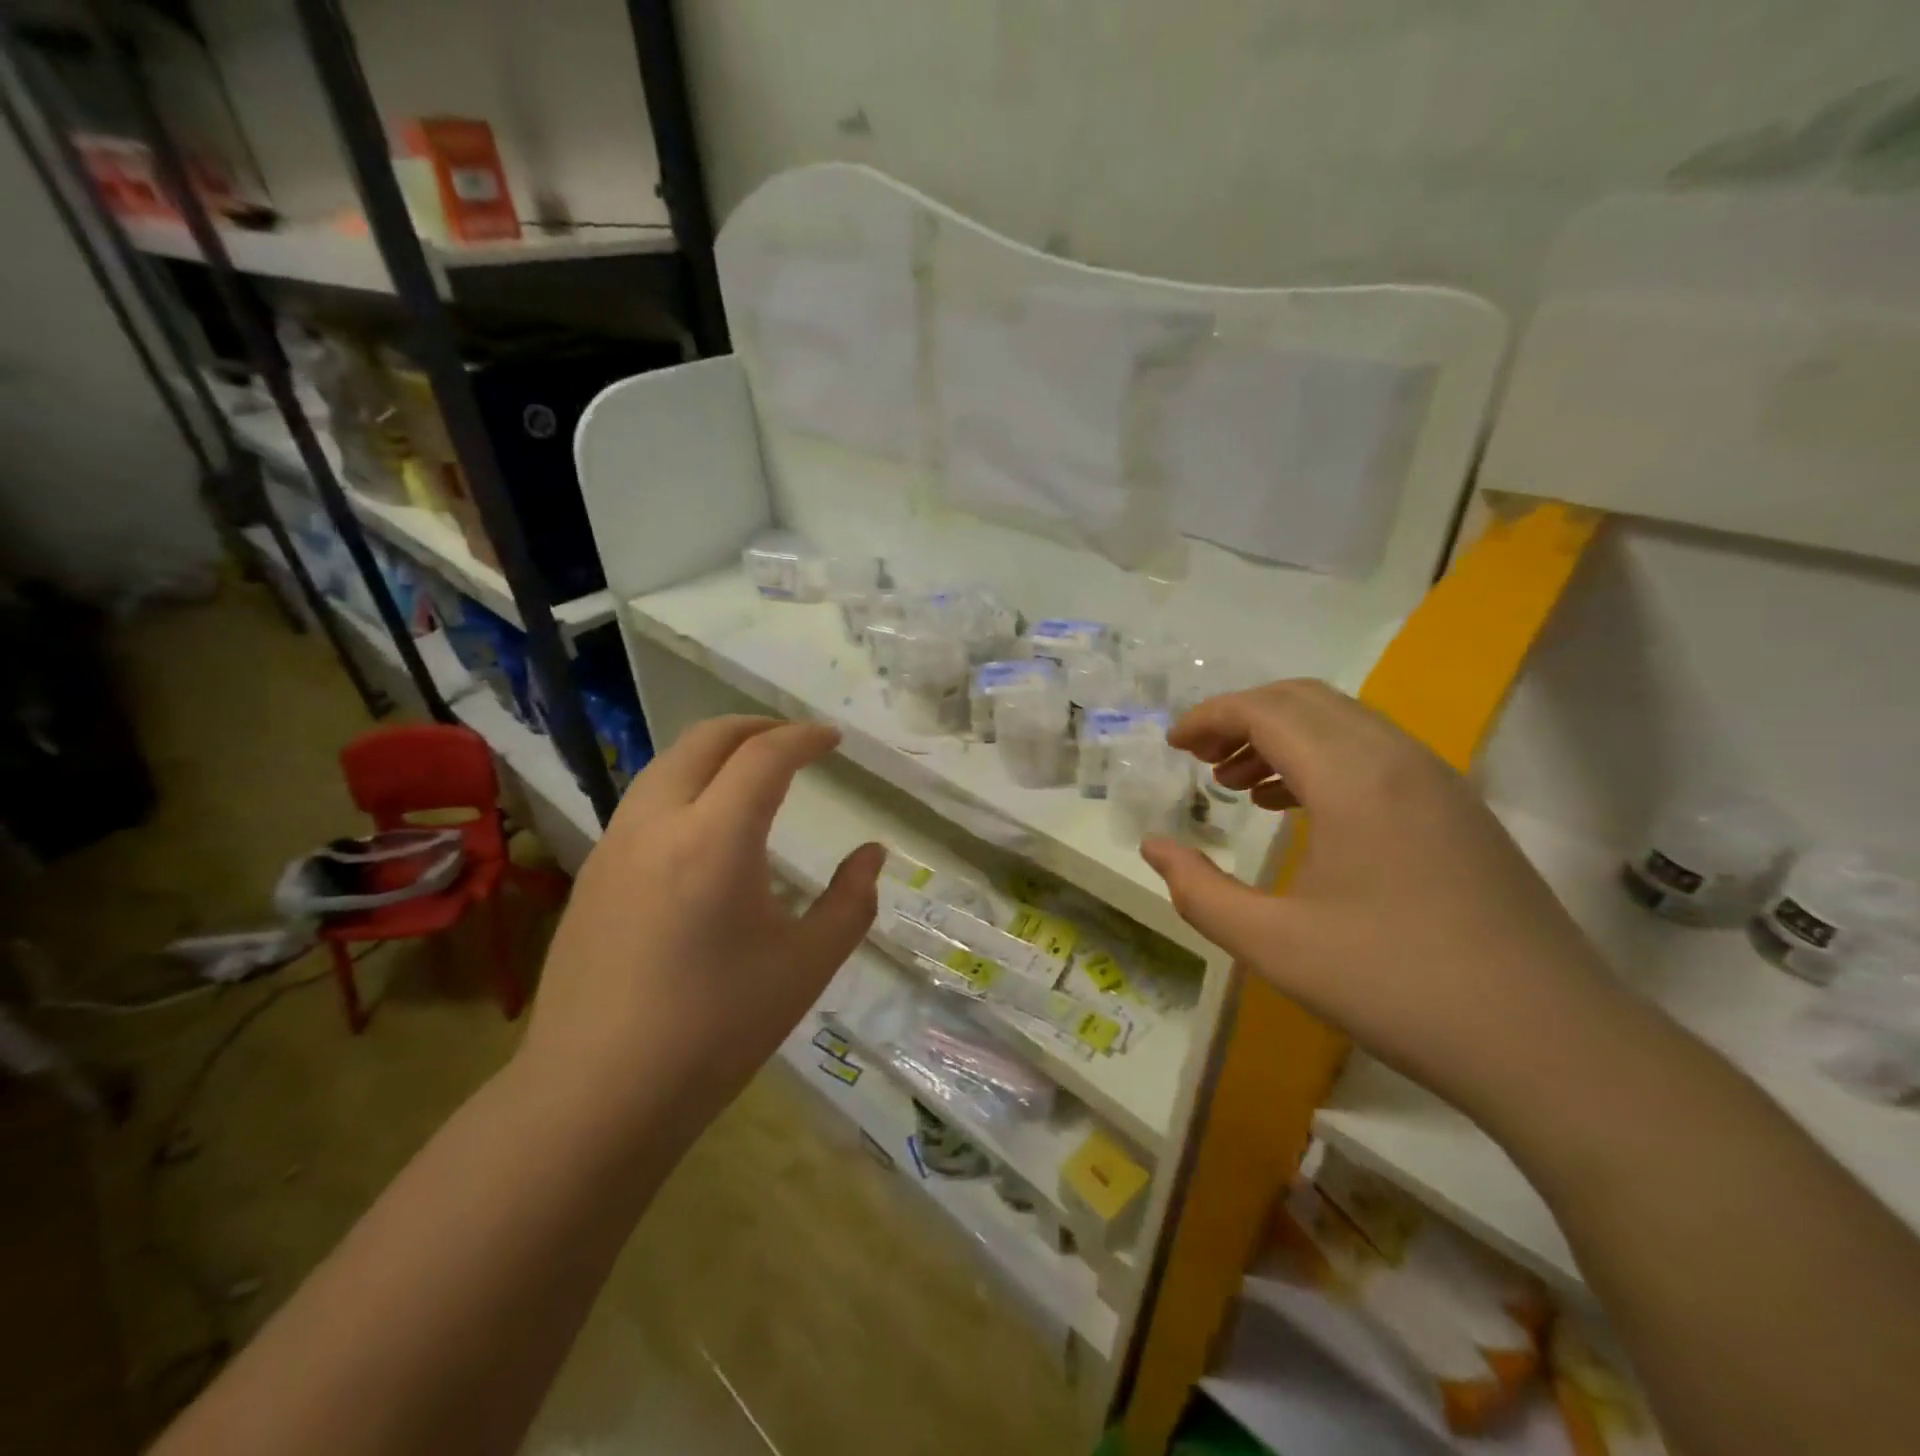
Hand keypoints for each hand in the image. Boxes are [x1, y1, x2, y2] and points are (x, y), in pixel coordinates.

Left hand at [521, 716, 882, 1125]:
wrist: (596, 1096)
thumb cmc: (716, 1030)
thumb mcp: (806, 966)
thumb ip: (851, 901)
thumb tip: (872, 856)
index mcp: (715, 838)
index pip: (765, 756)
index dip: (805, 738)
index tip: (834, 740)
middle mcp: (657, 823)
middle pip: (705, 740)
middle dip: (756, 727)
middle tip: (795, 740)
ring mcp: (614, 846)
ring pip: (667, 766)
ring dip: (715, 753)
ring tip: (752, 774)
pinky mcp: (591, 875)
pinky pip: (645, 802)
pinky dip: (685, 786)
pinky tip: (704, 829)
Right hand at [1140, 680, 1621, 1114]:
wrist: (1553, 1044)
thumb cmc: (1398, 987)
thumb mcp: (1274, 945)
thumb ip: (1199, 890)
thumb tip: (1154, 848)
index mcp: (1354, 778)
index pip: (1267, 710)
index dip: (1211, 717)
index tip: (1173, 746)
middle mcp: (1399, 760)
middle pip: (1305, 700)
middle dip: (1242, 717)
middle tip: (1200, 759)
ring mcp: (1438, 782)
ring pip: (1343, 723)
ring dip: (1282, 737)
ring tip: (1238, 784)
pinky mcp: (1458, 811)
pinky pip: (1375, 754)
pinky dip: (1322, 760)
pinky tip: (1298, 809)